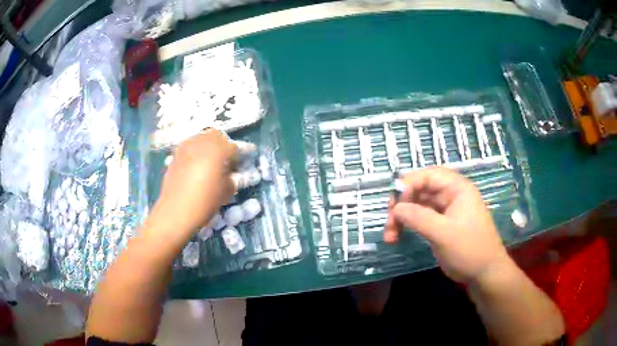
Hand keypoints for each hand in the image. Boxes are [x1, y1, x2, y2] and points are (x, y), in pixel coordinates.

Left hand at [148, 130, 238, 237]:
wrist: (175, 212)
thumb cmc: (204, 202)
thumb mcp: (225, 193)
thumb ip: (231, 179)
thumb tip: (229, 175)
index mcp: (217, 150)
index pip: (233, 147)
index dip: (237, 158)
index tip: (235, 170)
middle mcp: (201, 143)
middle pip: (216, 135)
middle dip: (222, 146)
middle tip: (223, 162)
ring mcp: (186, 147)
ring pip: (201, 138)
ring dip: (207, 146)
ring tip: (208, 162)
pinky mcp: (175, 155)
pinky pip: (189, 146)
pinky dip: (195, 152)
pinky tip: (194, 166)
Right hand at [384, 167, 507, 283]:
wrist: (484, 273)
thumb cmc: (469, 249)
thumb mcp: (444, 233)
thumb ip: (419, 218)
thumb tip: (395, 208)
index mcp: (457, 188)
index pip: (428, 176)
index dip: (408, 185)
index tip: (394, 204)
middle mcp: (450, 195)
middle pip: (419, 190)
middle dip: (402, 204)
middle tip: (389, 223)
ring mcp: (445, 210)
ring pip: (417, 205)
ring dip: (401, 217)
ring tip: (390, 236)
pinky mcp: (440, 225)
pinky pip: (420, 218)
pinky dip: (407, 225)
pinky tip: (397, 236)